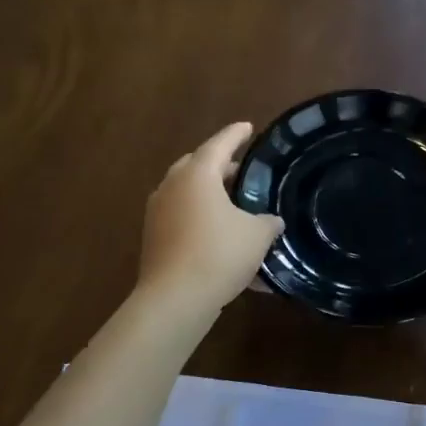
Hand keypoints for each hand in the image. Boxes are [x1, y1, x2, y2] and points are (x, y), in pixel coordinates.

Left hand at [136, 121, 283, 315]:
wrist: (175, 299)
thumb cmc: (219, 253)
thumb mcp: (256, 235)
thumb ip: (267, 222)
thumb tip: (272, 221)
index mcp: (197, 174)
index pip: (220, 144)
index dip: (236, 134)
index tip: (248, 127)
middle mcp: (172, 186)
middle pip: (197, 165)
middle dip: (219, 165)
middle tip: (242, 169)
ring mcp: (158, 212)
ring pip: (186, 192)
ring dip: (208, 193)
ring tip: (233, 203)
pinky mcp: (153, 237)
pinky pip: (181, 217)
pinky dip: (200, 218)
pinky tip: (220, 234)